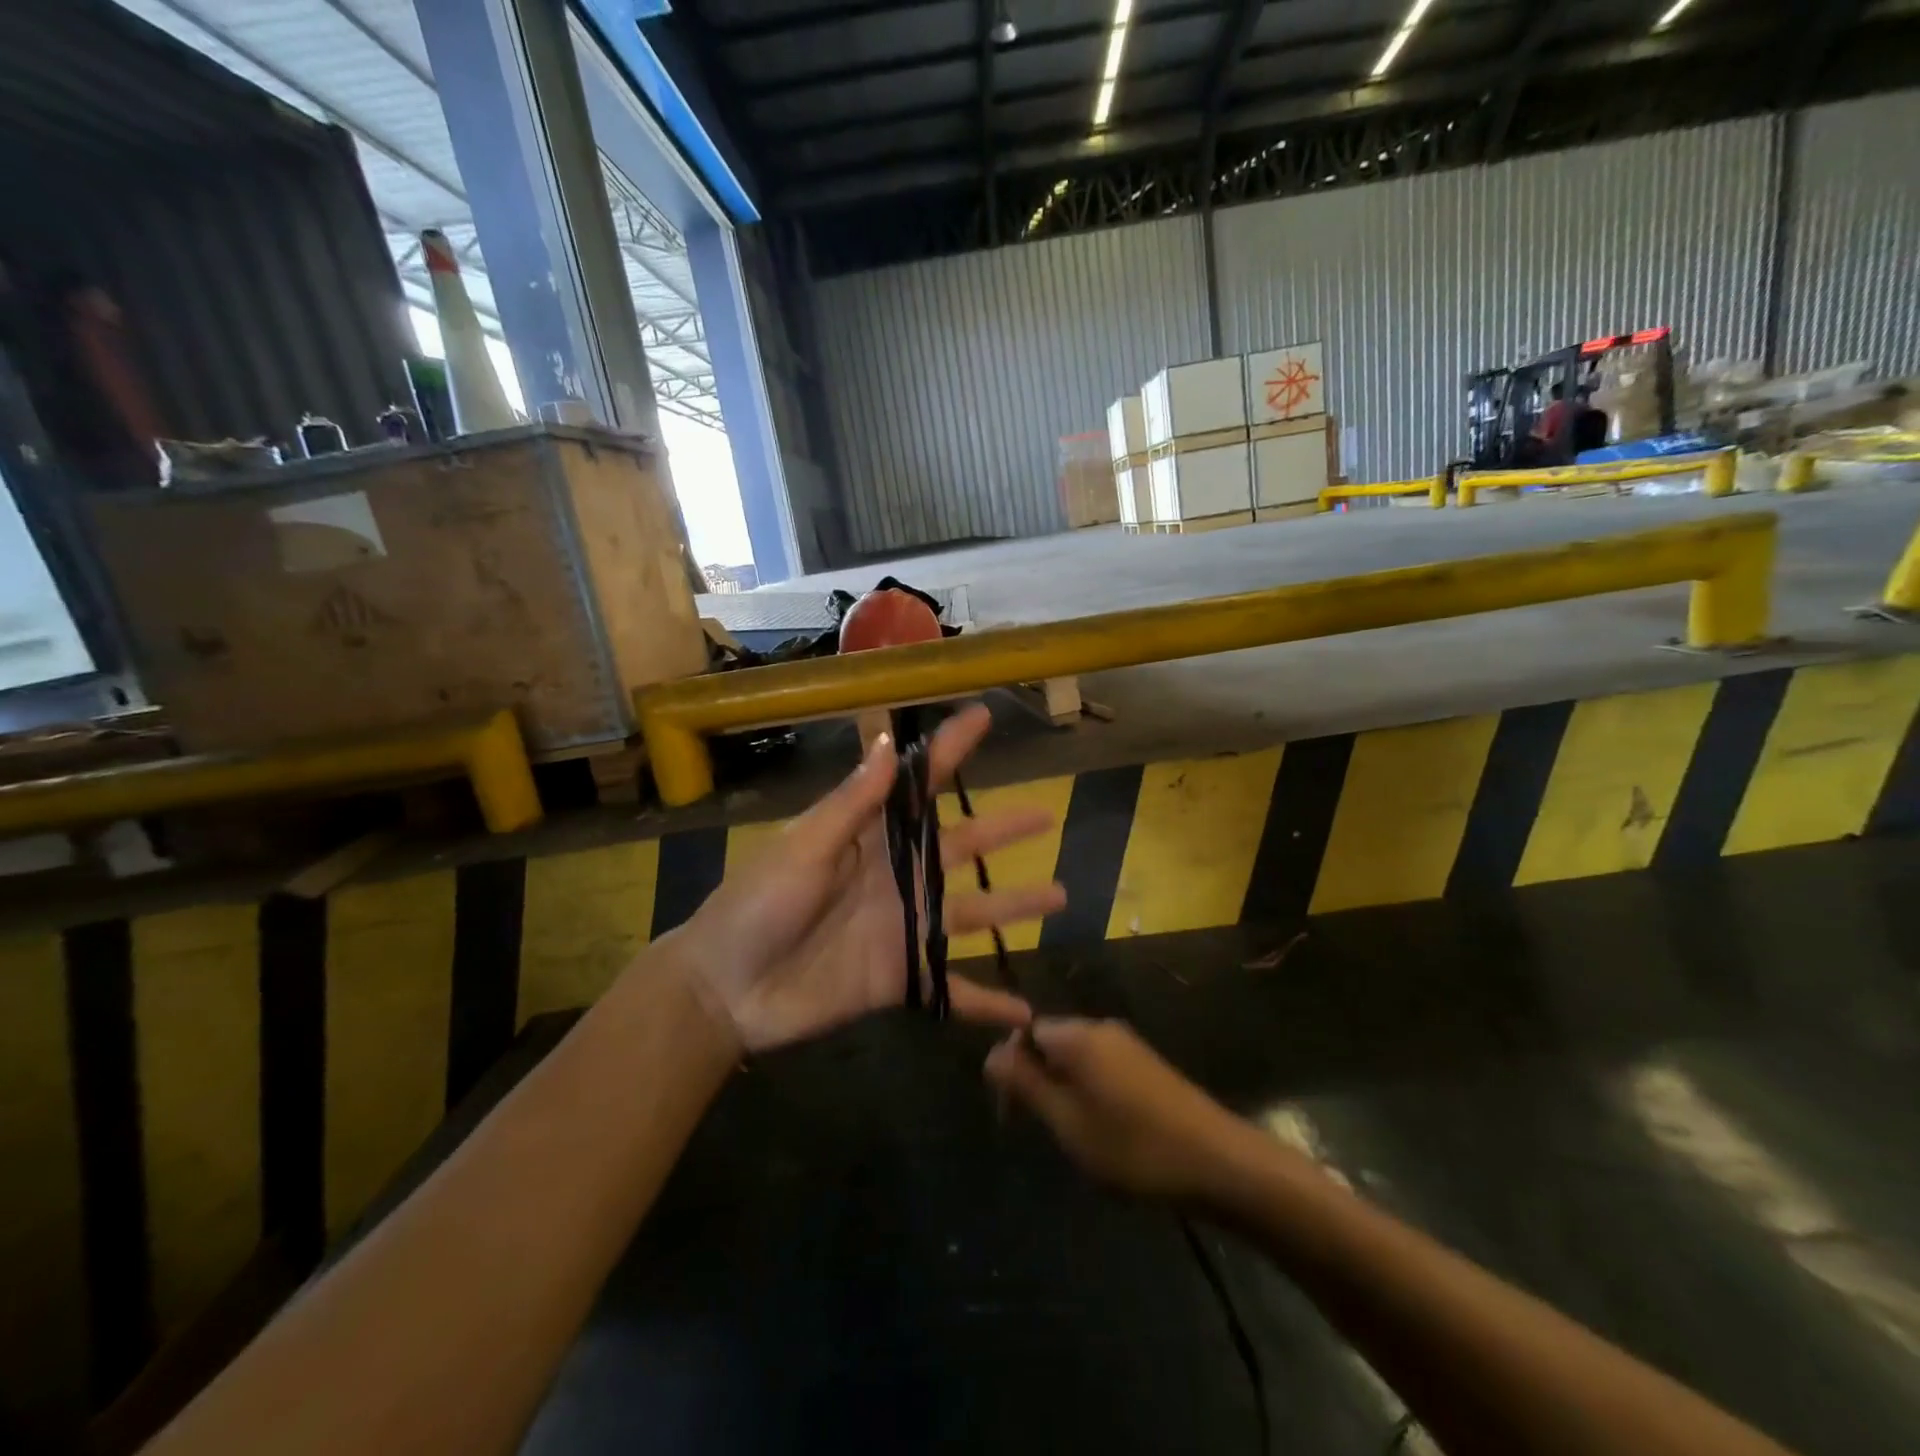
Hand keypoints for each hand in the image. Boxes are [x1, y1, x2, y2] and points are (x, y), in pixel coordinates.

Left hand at [668, 704, 1066, 1052]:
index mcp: (869, 838)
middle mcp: (895, 878)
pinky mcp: (900, 978)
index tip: (983, 718)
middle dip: (1002, 831)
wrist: (725, 990)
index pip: (918, 787)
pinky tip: (1023, 1009)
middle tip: (1046, 816)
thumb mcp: (802, 848)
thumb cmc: (756, 906)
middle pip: (960, 848)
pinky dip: (985, 999)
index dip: (949, 751)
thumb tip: (888, 746)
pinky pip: (951, 988)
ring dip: (1013, 907)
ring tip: (1059, 896)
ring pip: (970, 913)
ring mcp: (902, 929)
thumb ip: (851, 806)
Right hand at [983, 1019, 1250, 1202]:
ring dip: (1062, 1092)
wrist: (1219, 1163)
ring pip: (1074, 1059)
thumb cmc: (1134, 1147)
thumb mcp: (1068, 1122)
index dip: (1010, 1068)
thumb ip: (1026, 1084)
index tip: (1010, 1113)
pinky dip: (1088, 1094)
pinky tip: (1102, 1133)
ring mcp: (1127, 1045)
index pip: (1024, 1032)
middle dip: (1036, 1081)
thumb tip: (991, 1053)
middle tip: (1042, 1132)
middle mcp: (1100, 1028)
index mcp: (1077, 1035)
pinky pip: (1100, 1069)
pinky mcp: (1146, 1065)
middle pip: (1049, 1043)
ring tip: (1073, 1138)